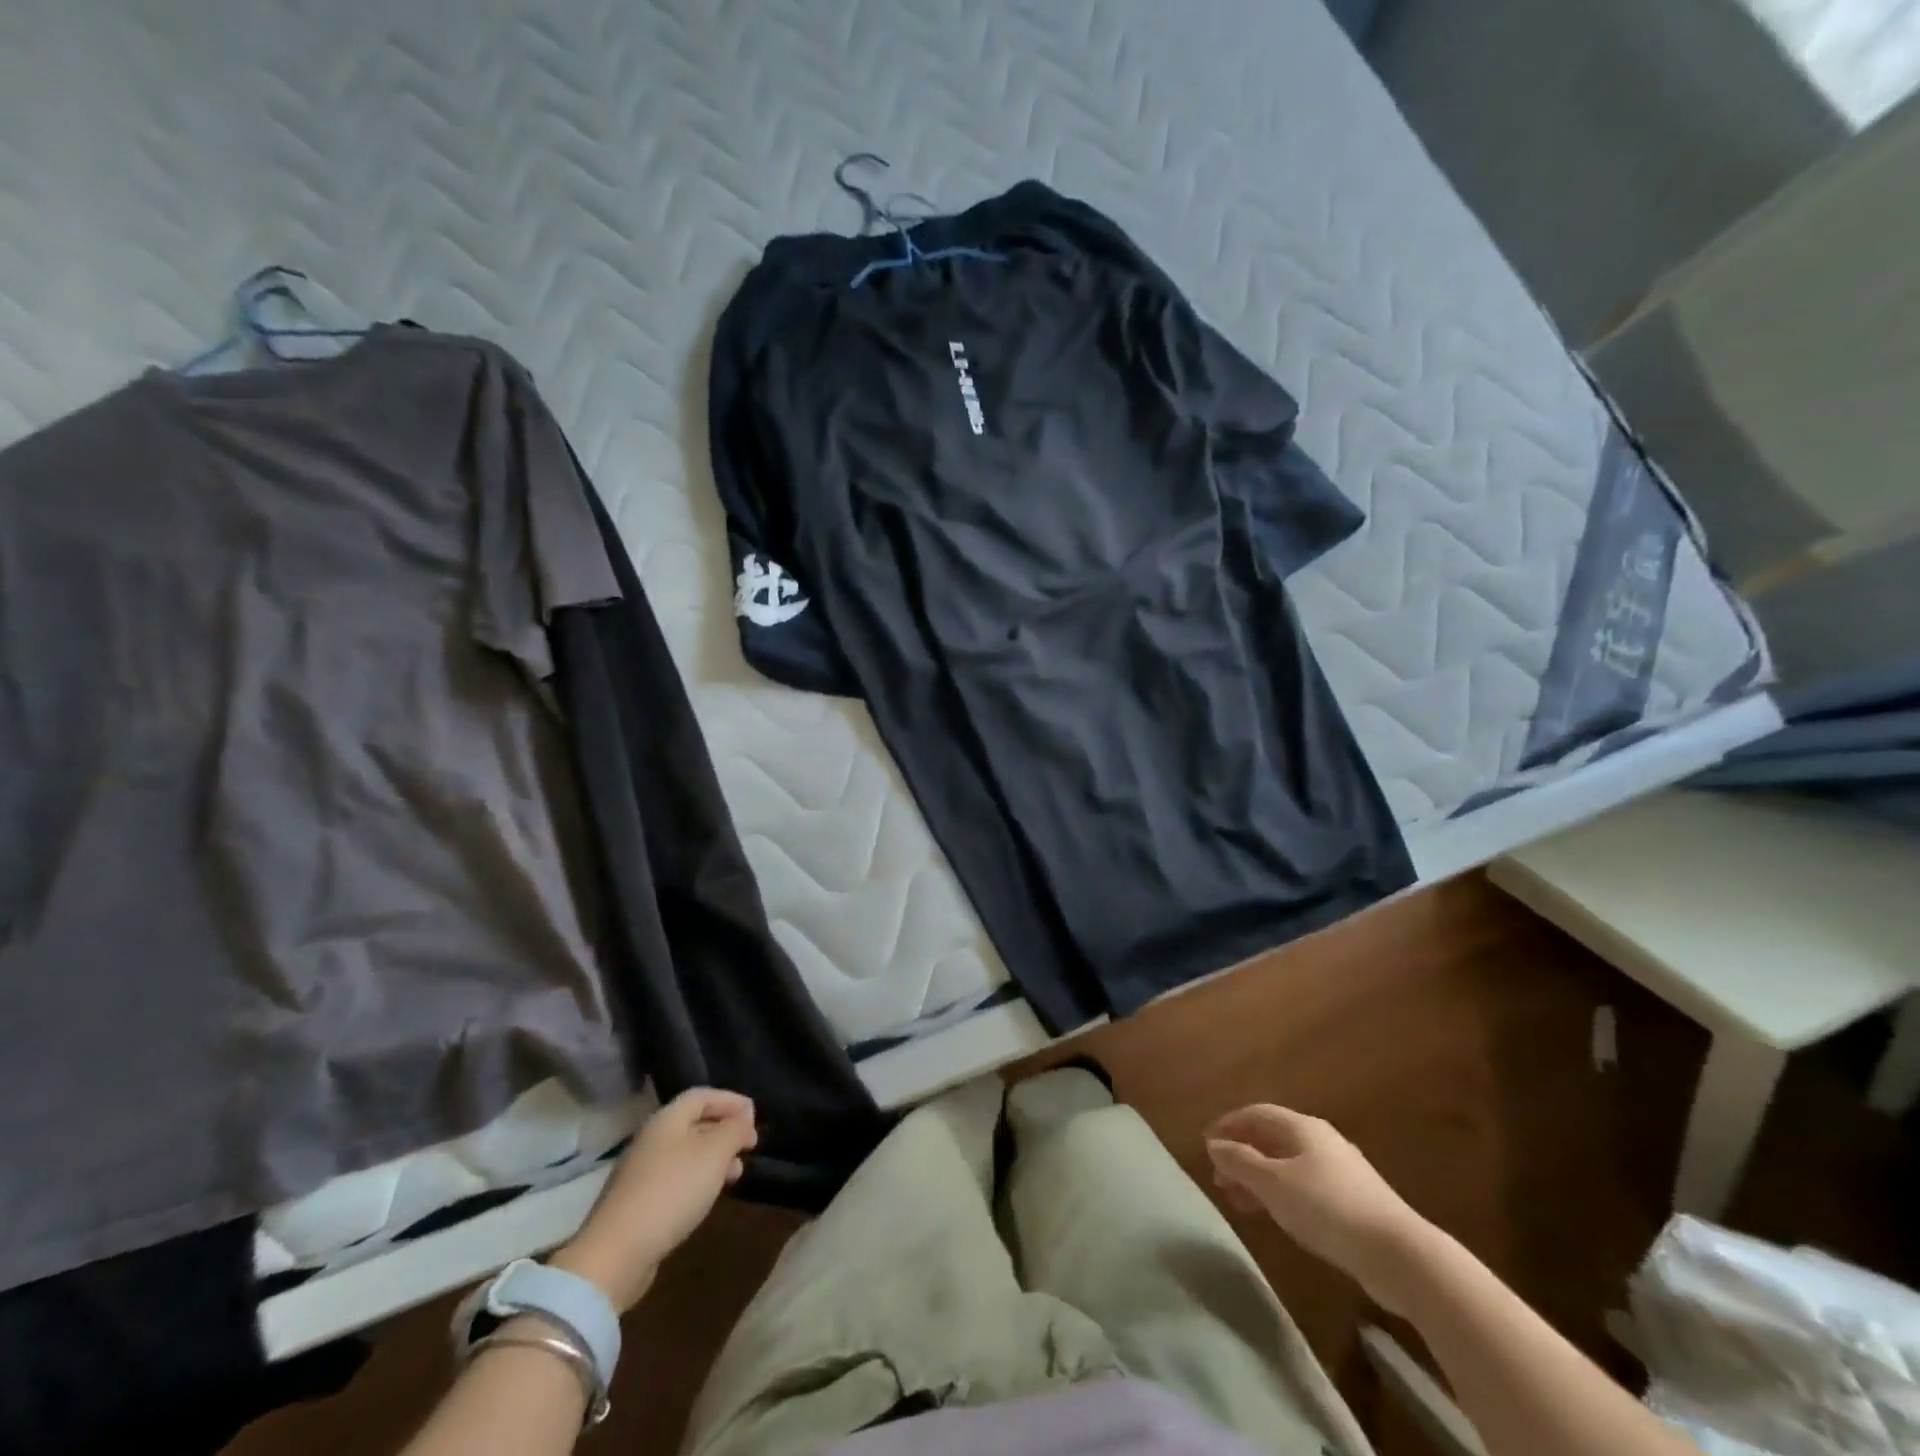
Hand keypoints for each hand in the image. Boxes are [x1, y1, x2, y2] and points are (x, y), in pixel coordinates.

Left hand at [550, 1088, 757, 1312]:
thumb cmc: (672, 1191)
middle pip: (694, 1123)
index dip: (731, 1100)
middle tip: (749, 1147)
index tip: (755, 1117)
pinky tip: (709, 1197)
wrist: (616, 1254)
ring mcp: (642, 1172)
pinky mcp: (638, 1202)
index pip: (703, 1095)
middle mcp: (652, 1139)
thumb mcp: (715, 1153)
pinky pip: (677, 1178)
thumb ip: (734, 1130)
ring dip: (715, 1158)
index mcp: (667, 1120)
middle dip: (725, 1131)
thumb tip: (744, 1121)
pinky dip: (699, 1179)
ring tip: (736, 1175)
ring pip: (687, 1153)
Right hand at [1205, 1104, 1430, 1314]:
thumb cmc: (1328, 1208)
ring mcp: (1340, 1170)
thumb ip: (1240, 1162)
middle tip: (1219, 1178)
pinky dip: (1281, 1193)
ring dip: (1260, 1178)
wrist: (1399, 1255)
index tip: (1206, 1144)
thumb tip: (1214, 1145)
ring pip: (1287, 1164)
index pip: (1256, 1114)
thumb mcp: (1274, 1184)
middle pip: (1272, 1138)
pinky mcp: (1353, 1201)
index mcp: (1302, 1127)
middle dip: (1242, 1154)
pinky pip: (1304, 1186)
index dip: (1228, 1125)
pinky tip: (1276, 1215)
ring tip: (1240, 1201)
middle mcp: (1321, 1140)